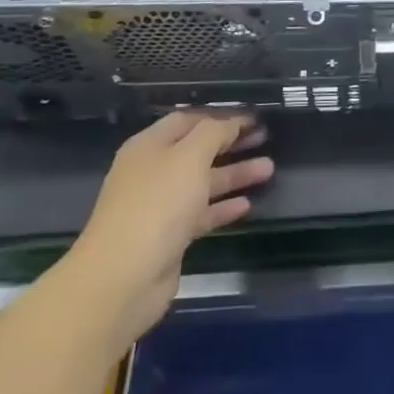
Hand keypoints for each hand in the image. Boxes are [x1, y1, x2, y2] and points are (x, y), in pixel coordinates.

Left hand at [71, 110, 273, 341]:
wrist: (124, 277)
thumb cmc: (157, 205)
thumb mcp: (189, 157)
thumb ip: (214, 133)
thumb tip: (232, 121)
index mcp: (150, 146)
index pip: (189, 120)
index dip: (221, 116)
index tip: (254, 117)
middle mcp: (153, 172)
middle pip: (198, 150)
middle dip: (232, 143)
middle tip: (266, 137)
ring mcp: (160, 206)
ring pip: (203, 183)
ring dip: (235, 174)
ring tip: (269, 169)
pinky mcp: (170, 236)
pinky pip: (202, 214)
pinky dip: (223, 207)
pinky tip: (247, 205)